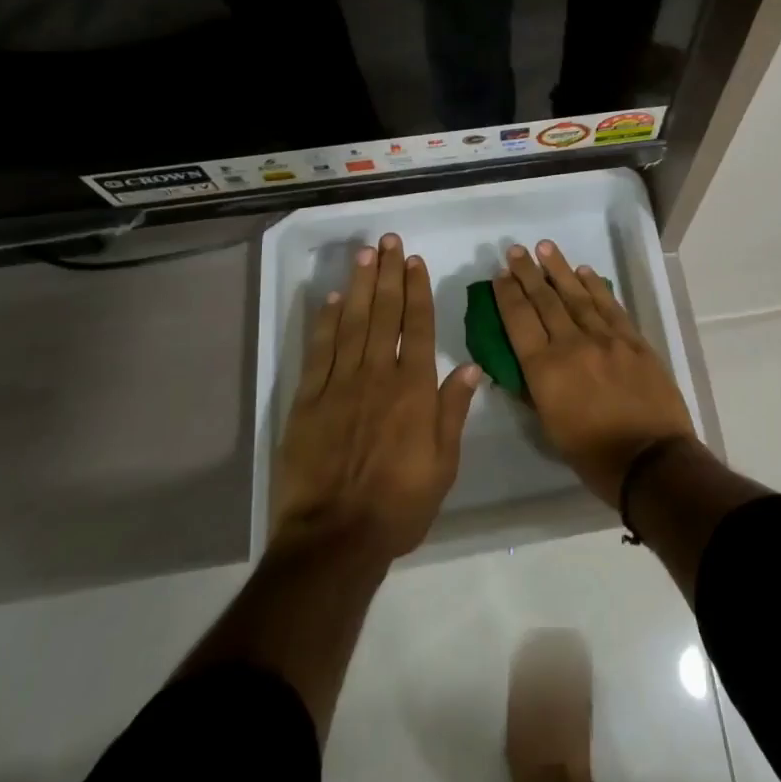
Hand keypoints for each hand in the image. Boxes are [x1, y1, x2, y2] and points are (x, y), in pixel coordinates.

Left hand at [272, 233, 480, 559]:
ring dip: (358, 285)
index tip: (414, 261)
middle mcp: (378, 375)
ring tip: (364, 255)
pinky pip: (319, 351)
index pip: (418, 325)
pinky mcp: (308, 400)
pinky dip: (325, 322)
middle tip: (388, 241)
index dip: (416, 290)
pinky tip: (330, 299)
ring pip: (352, 322)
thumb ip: (453, 411)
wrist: (334, 540)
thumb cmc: (398, 505)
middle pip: (384, 312)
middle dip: (387, 273)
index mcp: (413, 388)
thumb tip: (472, 367)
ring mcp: (340, 384)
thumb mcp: (443, 465)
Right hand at [493, 241, 695, 508]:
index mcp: (545, 371)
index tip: (500, 275)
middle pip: (545, 300)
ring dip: (558, 269)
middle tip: (514, 251)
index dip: (507, 295)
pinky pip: (609, 305)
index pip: (519, 321)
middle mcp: (572, 345)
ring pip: (577, 295)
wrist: (652, 460)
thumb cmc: (593, 456)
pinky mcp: (632, 339)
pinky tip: (584, 271)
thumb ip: (534, 390)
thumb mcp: (550, 428)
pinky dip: (595, 286)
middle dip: (527, 273)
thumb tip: (522, 364)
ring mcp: (605, 338)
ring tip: (544, 247)